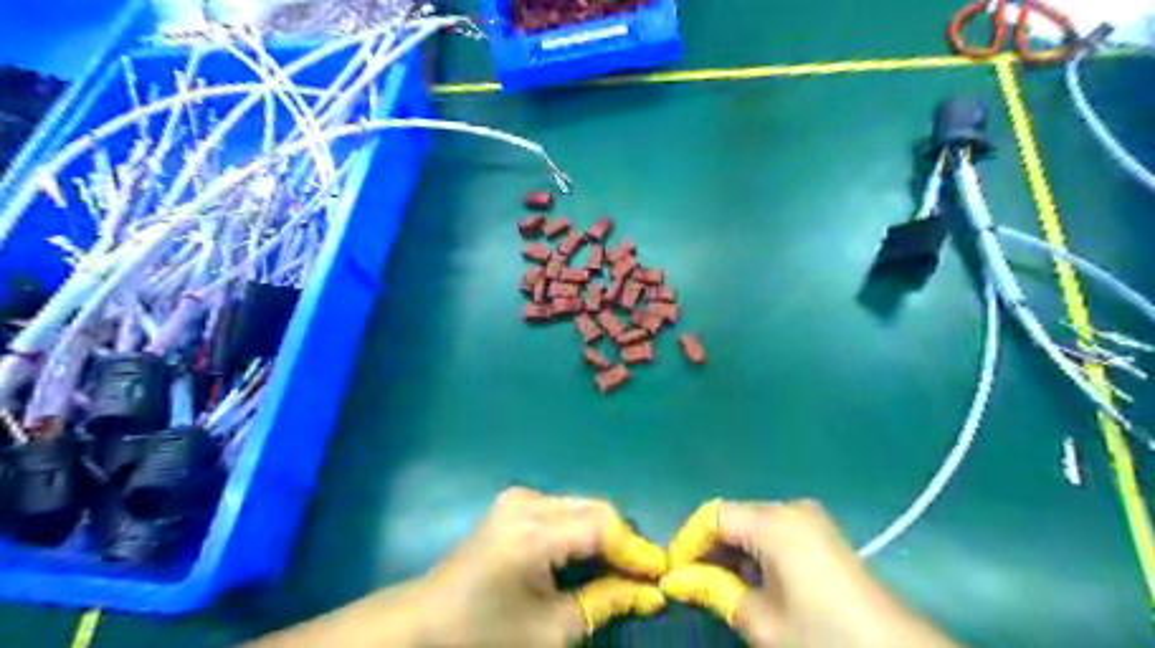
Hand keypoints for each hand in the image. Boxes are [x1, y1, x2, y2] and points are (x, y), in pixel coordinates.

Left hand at [418, 487, 667, 645]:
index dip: (635, 549)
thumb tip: (649, 592)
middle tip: (643, 574)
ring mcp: (518, 497)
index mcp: (532, 534)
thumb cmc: (485, 633)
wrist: (427, 619)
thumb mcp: (550, 630)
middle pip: (594, 508)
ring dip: (604, 533)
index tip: (660, 574)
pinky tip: (587, 554)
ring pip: (581, 505)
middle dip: (622, 540)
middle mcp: (527, 502)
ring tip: (619, 566)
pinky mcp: (514, 500)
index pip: (601, 527)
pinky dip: (583, 528)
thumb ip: (603, 603)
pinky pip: (564, 508)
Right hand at [652, 498, 961, 644]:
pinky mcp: (821, 534)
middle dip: (708, 548)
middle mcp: (790, 508)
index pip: (713, 516)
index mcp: (774, 522)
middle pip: (732, 517)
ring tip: (717, 587)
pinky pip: (774, 533)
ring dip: (731, 552)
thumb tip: (676, 580)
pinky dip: (755, 553)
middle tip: (691, 583)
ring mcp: (809, 519)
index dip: (687, 542)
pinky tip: (751, 582)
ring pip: (752, 525)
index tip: (672, 573)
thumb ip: (714, 592)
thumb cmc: (824, 638)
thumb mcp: (762, 621)